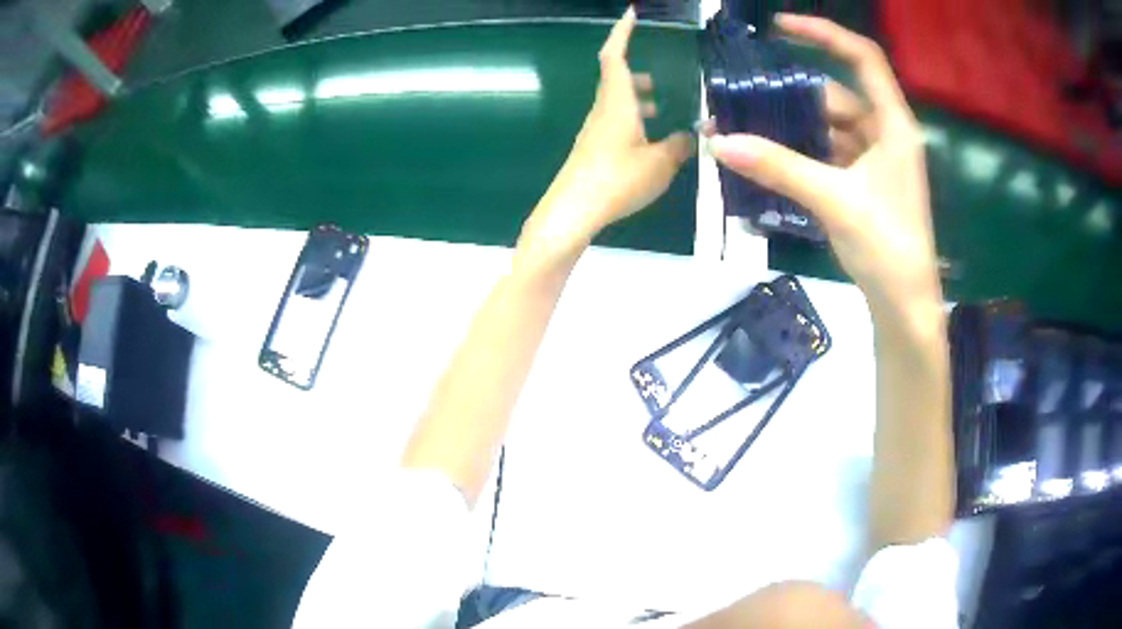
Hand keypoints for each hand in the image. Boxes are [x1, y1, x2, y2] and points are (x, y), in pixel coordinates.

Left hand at [520, 7, 693, 259]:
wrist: (573, 211)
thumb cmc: (617, 179)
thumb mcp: (660, 163)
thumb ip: (679, 146)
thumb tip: (692, 136)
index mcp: (616, 103)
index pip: (615, 56)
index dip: (622, 32)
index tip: (631, 14)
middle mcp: (602, 111)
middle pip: (615, 80)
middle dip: (636, 74)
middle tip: (658, 81)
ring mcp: (594, 131)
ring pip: (615, 103)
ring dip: (636, 100)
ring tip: (659, 110)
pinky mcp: (592, 150)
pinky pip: (614, 124)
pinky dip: (632, 122)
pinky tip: (648, 143)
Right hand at [707, 15, 940, 320]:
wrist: (904, 305)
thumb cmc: (886, 247)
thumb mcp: (834, 200)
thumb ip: (779, 167)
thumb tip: (719, 142)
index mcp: (894, 124)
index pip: (863, 58)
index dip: (824, 33)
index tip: (781, 27)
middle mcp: (885, 134)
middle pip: (835, 96)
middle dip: (789, 96)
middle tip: (742, 99)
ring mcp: (874, 160)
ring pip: (828, 127)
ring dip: (790, 129)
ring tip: (745, 130)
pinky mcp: (863, 184)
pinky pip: (827, 154)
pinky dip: (800, 154)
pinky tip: (768, 159)